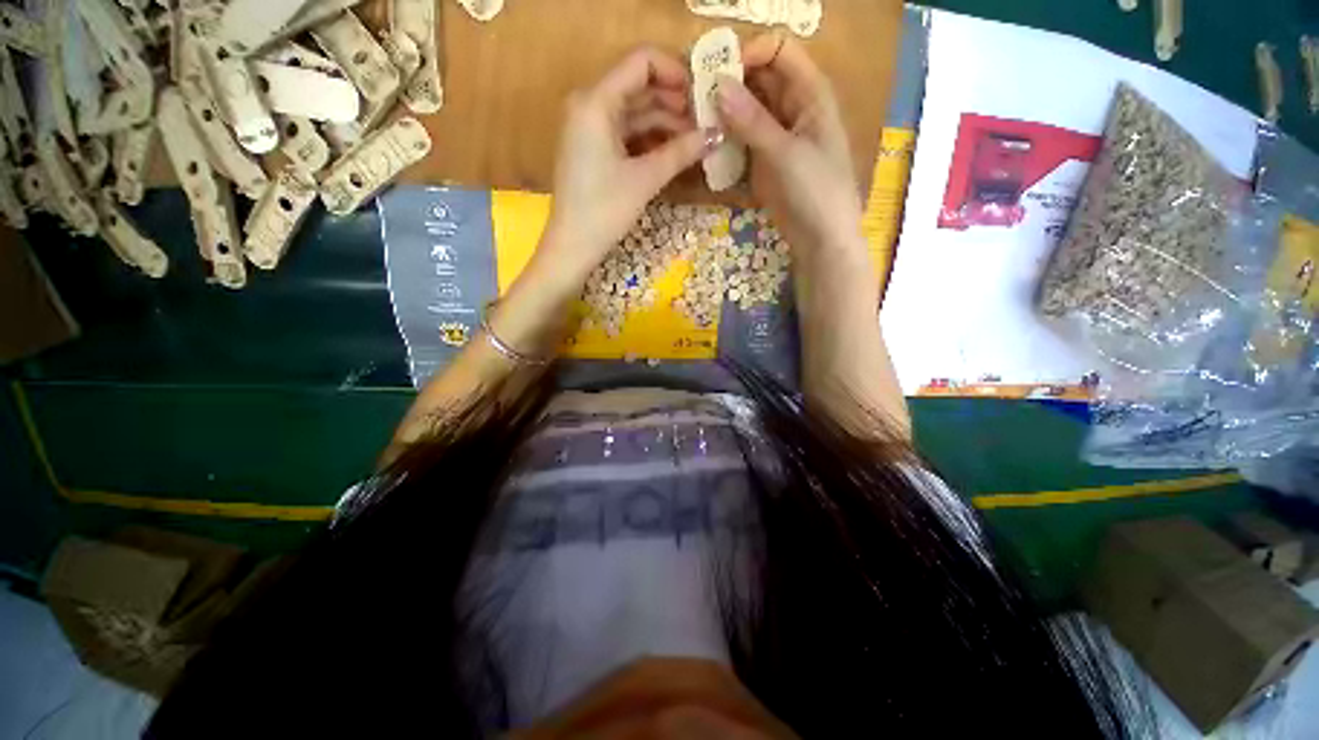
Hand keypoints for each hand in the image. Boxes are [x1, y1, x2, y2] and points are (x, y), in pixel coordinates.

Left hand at [544, 46, 718, 276]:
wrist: (573, 245)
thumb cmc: (605, 210)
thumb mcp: (645, 179)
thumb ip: (681, 152)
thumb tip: (717, 135)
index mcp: (596, 101)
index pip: (641, 62)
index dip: (675, 72)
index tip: (702, 94)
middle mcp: (589, 104)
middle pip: (639, 87)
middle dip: (674, 101)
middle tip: (705, 120)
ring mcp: (588, 127)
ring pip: (634, 112)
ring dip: (665, 122)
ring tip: (696, 139)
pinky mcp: (592, 148)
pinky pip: (625, 132)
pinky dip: (649, 138)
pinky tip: (672, 150)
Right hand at [716, 34, 863, 259]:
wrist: (820, 239)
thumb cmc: (816, 191)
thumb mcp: (785, 153)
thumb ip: (752, 120)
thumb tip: (717, 85)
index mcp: (810, 93)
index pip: (779, 50)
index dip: (750, 53)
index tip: (718, 73)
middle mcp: (793, 107)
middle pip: (759, 79)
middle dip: (731, 83)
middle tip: (697, 97)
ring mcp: (777, 135)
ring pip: (747, 110)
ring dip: (725, 112)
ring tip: (697, 120)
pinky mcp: (764, 161)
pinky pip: (743, 138)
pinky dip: (727, 138)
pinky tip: (708, 143)